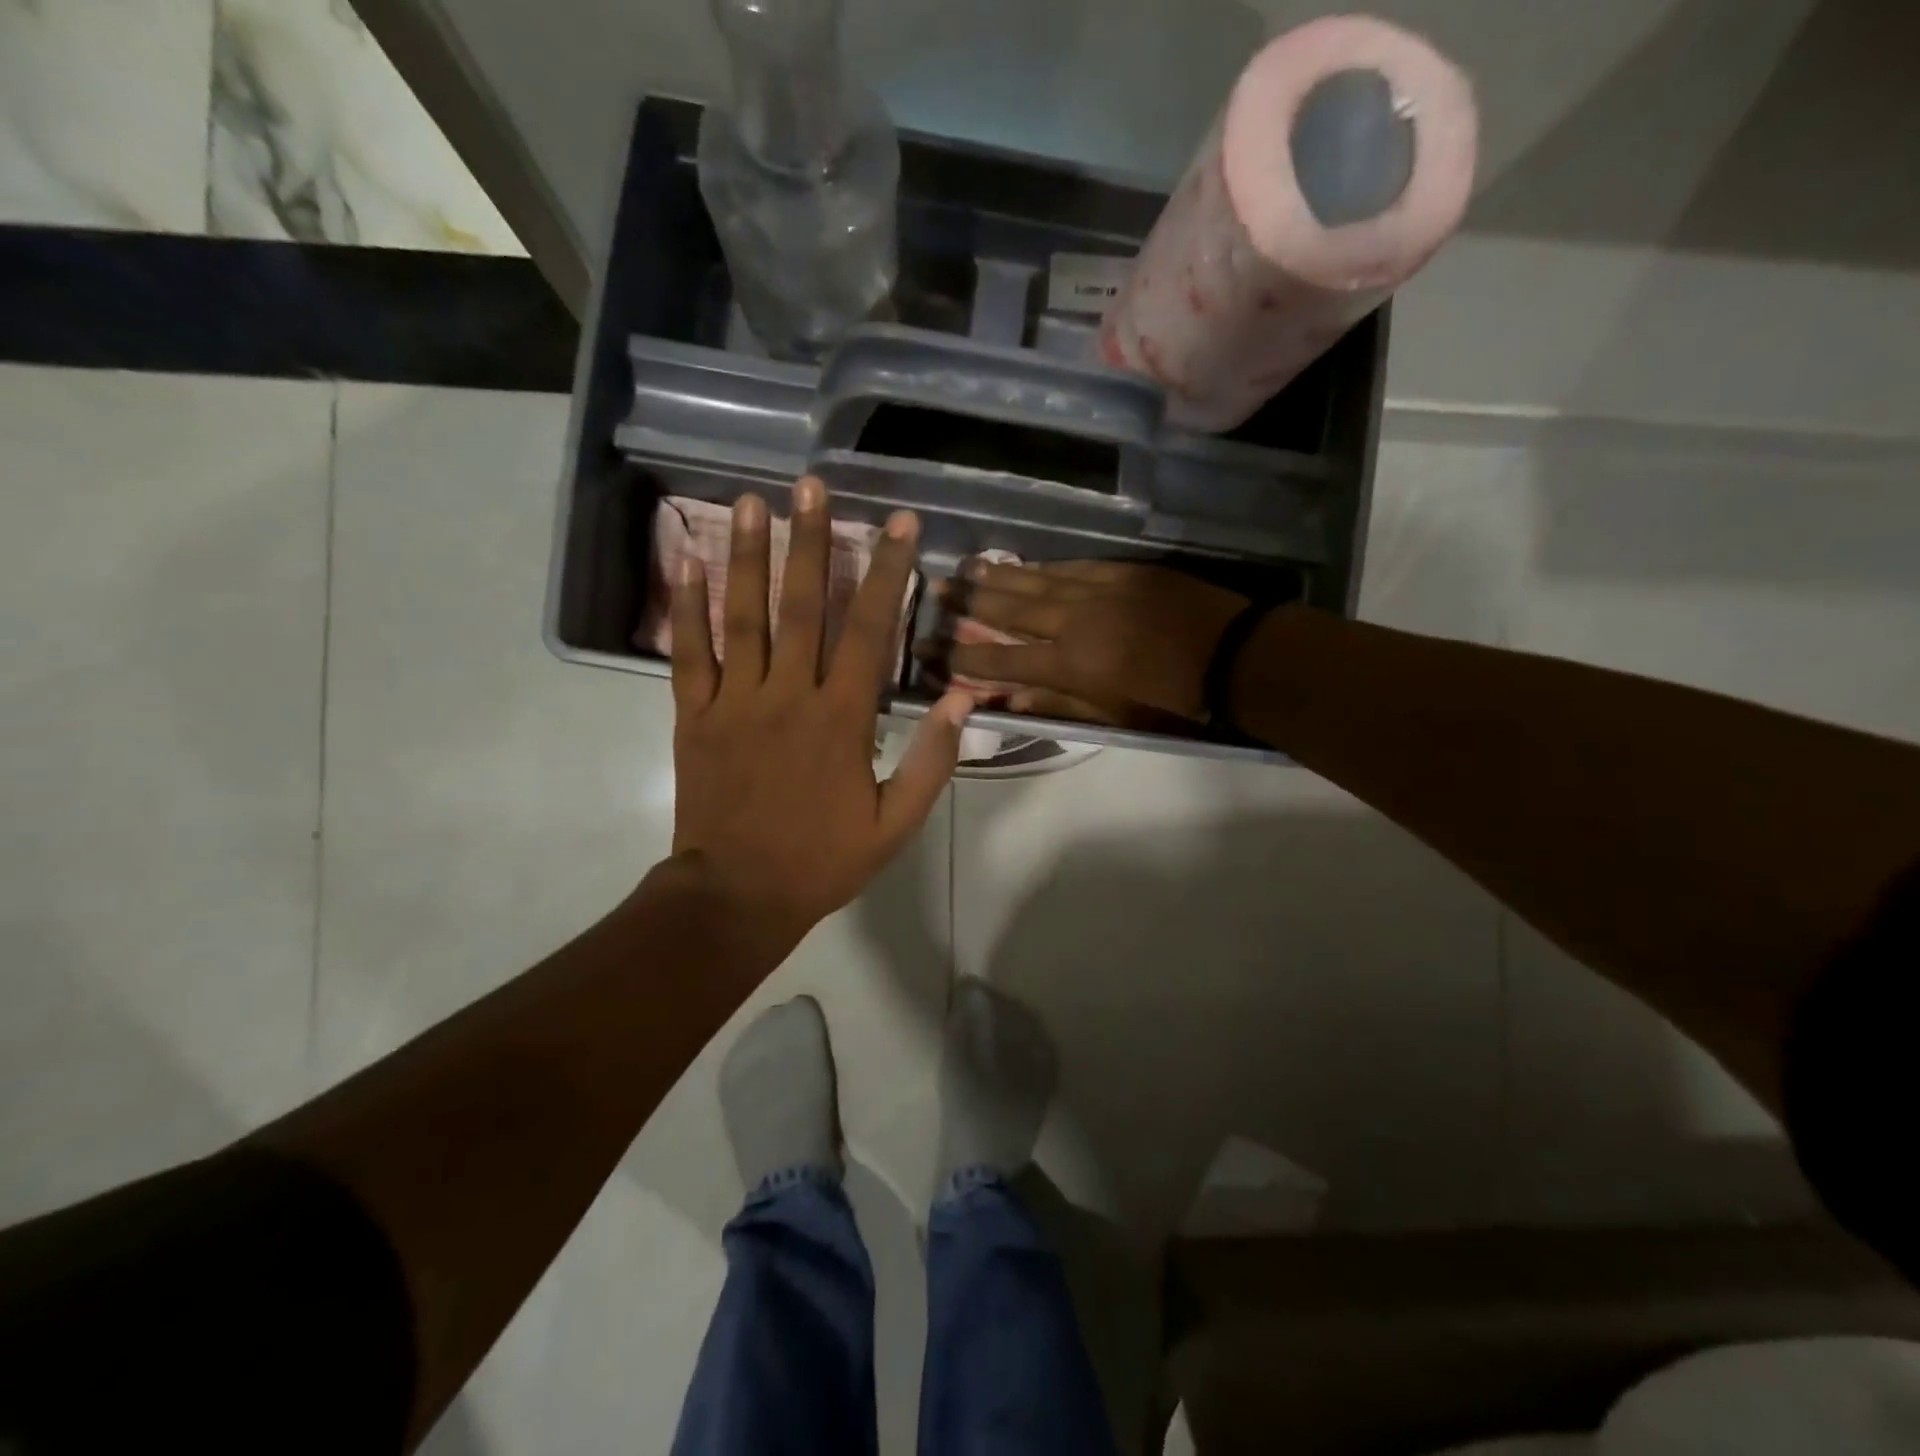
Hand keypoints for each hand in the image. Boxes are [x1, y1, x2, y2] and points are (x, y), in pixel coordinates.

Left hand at [668, 478, 972, 966]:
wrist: (739, 895)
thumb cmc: (823, 860)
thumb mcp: (896, 823)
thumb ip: (933, 760)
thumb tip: (963, 698)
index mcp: (842, 719)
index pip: (869, 630)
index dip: (889, 573)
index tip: (901, 525)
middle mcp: (788, 695)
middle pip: (803, 606)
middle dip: (813, 541)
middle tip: (812, 485)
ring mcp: (735, 702)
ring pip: (743, 617)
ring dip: (747, 555)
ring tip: (750, 500)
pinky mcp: (694, 717)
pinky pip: (688, 654)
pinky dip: (688, 608)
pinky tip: (687, 563)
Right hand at [931, 560, 1247, 724]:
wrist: (1233, 657)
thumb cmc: (1172, 701)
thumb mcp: (1113, 716)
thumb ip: (1058, 705)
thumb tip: (1008, 701)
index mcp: (1069, 665)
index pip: (1001, 658)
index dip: (962, 655)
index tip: (931, 649)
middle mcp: (1073, 622)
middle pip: (1009, 609)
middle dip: (968, 601)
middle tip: (936, 590)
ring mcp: (1097, 590)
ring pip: (1036, 581)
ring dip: (998, 576)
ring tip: (966, 567)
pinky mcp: (1121, 571)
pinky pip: (1071, 567)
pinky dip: (1043, 567)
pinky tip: (1024, 564)